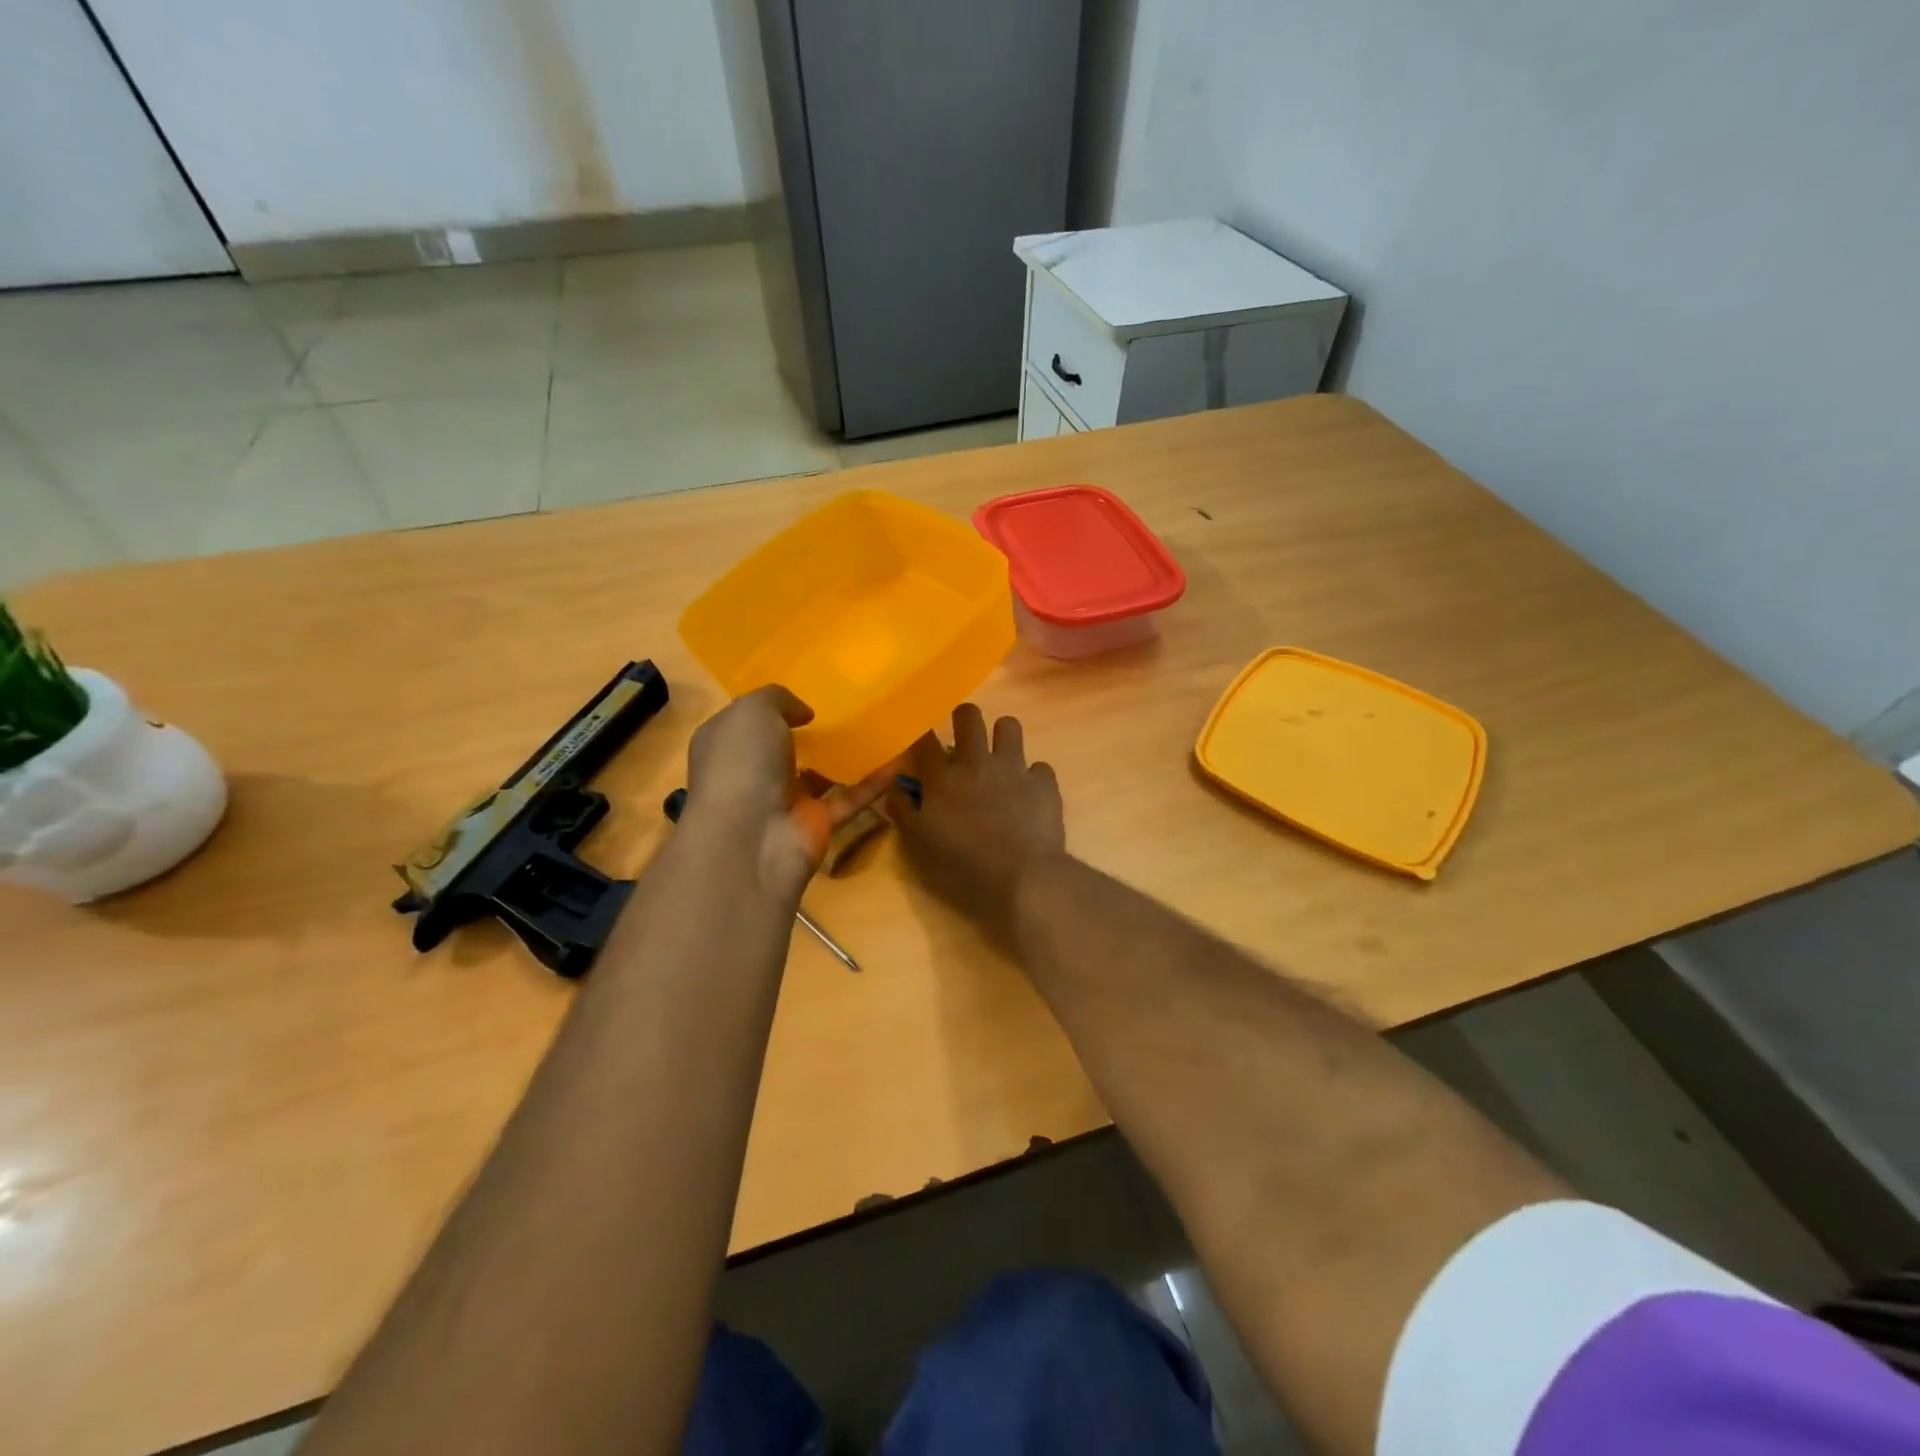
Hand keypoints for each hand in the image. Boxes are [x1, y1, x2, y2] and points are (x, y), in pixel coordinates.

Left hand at [684, 686, 894, 897]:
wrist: (748, 841)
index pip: (747, 722)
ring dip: (845, 757)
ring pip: (819, 775)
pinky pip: (849, 798)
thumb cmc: (741, 765)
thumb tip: (804, 713)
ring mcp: (785, 801)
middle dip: (811, 732)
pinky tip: (899, 762)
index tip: (807, 692)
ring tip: (879, 730)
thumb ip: (778, 698)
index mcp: (726, 744)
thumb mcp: (752, 711)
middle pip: (784, 748)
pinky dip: (873, 783)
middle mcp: (752, 773)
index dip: (772, 707)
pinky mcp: (816, 824)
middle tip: (848, 707)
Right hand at [886, 705, 1065, 943]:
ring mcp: (1014, 767)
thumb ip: (903, 810)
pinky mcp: (1044, 781)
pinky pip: (1039, 766)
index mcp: (942, 776)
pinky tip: (1029, 795)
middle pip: (968, 715)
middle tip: (965, 739)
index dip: (922, 735)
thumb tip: (896, 788)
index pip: (925, 738)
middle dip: (964, 719)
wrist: (1021, 876)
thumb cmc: (962, 864)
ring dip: (1002, 738)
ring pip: (1008, 725)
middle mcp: (977, 761)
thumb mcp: (919, 843)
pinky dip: (1033, 778)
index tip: (924, 745)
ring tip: (1001, 759)